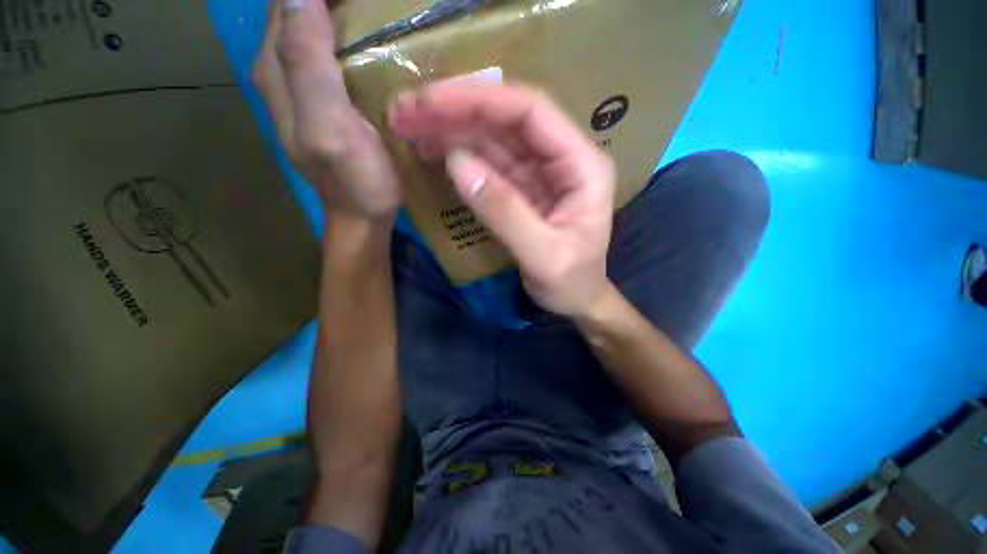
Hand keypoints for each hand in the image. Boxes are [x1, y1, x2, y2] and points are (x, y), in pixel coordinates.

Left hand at [253, 0, 400, 221]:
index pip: (284, 3)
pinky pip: (335, 53)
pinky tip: (373, 40)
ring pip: (316, 28)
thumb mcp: (328, 126)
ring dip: (340, 13)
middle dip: (330, 1)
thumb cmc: (354, 179)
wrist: (365, 214)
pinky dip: (350, 38)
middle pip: (297, 10)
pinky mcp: (332, 100)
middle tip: (372, 3)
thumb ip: (307, 65)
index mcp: (277, 70)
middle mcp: (285, 71)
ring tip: (373, 11)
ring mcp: (309, 86)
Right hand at [388, 83, 615, 316]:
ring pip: (494, 138)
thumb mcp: (543, 256)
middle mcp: (563, 158)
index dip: (480, 100)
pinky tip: (432, 151)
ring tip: (409, 127)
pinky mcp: (523, 187)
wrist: (578, 301)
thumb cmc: (571, 283)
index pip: (531, 113)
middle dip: (456, 110)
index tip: (431, 101)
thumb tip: (456, 163)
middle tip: (405, 111)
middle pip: (507, 119)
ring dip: (451, 128)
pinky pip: (489, 163)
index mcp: (582, 166)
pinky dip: (459, 154)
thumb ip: (504, 212)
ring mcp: (541, 172)